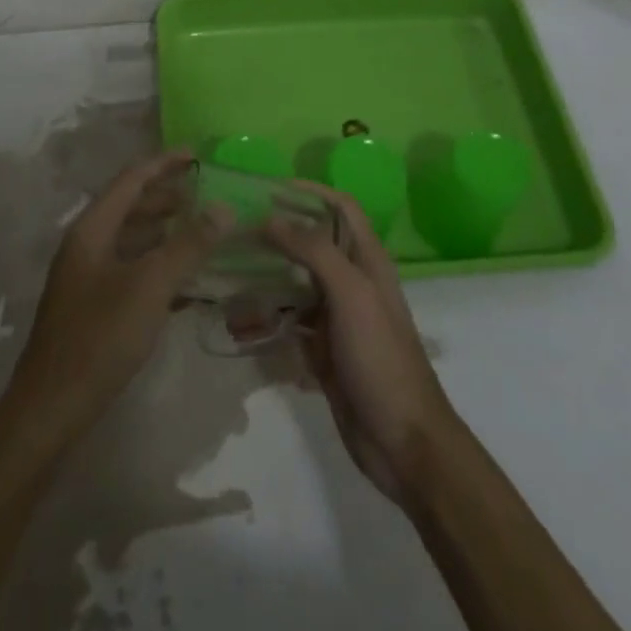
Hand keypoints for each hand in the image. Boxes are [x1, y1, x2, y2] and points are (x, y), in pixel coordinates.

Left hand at [4, 152, 229, 445]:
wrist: (51, 408)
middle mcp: (87, 244)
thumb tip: (224, 207)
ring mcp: (87, 277)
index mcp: (92, 229)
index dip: (164, 164)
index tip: (197, 155)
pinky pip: (131, 269)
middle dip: (167, 197)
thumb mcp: (150, 286)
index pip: (131, 180)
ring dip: (165, 231)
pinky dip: (158, 264)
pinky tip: (186, 280)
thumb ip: (188, 245)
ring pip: (131, 239)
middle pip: (130, 206)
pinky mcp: (93, 306)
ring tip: (201, 231)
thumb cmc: (100, 337)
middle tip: (206, 194)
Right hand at [267, 185, 462, 504]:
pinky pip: (288, 322)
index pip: (340, 208)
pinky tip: (237, 319)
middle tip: (236, 228)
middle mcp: (351, 281)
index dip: (311, 191)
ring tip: (227, 269)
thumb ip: (314, 251)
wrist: (402, 443)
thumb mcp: (351, 294)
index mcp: (367, 260)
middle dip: (278, 232)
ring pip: (295, 283)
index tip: (270, 187)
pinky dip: (265, 318)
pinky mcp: (322, 349)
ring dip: (265, 276)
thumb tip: (272, 217)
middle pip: (312, 243)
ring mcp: (336, 317)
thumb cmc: (381, 357)